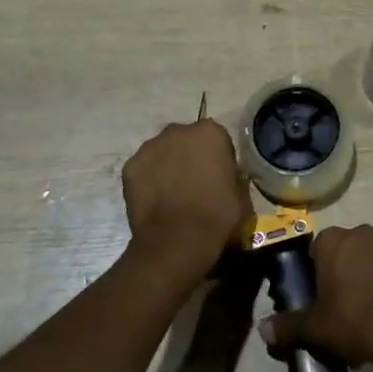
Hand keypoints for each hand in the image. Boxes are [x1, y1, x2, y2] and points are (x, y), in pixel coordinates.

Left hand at [120, 119, 250, 273]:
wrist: (178, 240)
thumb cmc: (217, 216)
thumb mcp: (241, 195)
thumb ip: (233, 176)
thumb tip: (226, 177)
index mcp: (210, 132)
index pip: (216, 138)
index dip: (217, 158)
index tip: (217, 177)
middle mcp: (179, 131)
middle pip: (185, 140)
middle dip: (189, 155)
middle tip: (193, 183)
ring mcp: (151, 147)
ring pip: (161, 152)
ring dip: (167, 165)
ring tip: (171, 194)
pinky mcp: (130, 166)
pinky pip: (143, 169)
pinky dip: (147, 180)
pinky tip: (154, 201)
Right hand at [257, 224, 372, 367]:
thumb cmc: (352, 317)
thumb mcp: (314, 325)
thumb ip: (288, 325)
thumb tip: (262, 329)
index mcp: (332, 239)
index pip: (312, 251)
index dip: (309, 276)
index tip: (309, 300)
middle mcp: (358, 234)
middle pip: (337, 256)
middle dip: (333, 280)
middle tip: (328, 311)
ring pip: (360, 266)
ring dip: (354, 286)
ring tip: (351, 321)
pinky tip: (372, 320)